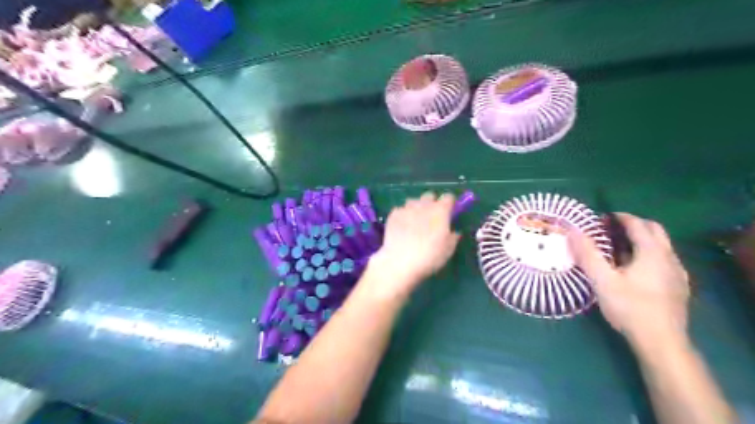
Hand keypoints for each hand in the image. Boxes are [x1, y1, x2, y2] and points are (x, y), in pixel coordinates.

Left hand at [366, 192, 458, 297]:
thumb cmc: (429, 256)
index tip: (449, 212)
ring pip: (413, 201)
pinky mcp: (393, 214)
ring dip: (416, 208)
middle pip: (429, 196)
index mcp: (440, 211)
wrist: (400, 262)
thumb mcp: (448, 250)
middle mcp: (424, 205)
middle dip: (432, 203)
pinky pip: (400, 210)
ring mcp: (406, 208)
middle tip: (431, 218)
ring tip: (415, 222)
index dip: (449, 204)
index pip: (448, 197)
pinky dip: (403, 215)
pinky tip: (402, 227)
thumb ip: (453, 237)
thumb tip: (454, 232)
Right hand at [573, 214, 688, 353]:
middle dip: (633, 225)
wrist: (661, 342)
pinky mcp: (678, 286)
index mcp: (652, 252)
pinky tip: (634, 269)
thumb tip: (572, 231)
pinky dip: (648, 254)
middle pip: (655, 230)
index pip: (638, 224)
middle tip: (611, 229)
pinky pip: (663, 259)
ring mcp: (677, 273)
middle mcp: (669, 258)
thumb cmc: (629, 307)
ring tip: (618, 247)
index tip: (602, 217)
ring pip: (661, 246)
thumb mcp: (602, 280)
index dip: (620, 217)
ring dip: (641, 239)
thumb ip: (588, 254)